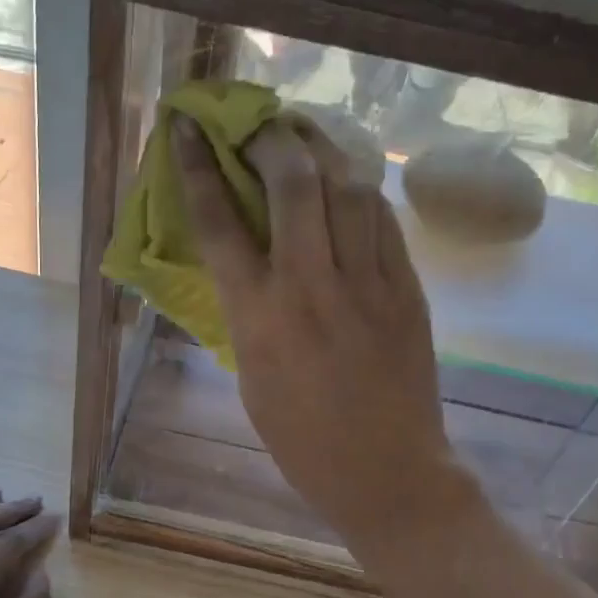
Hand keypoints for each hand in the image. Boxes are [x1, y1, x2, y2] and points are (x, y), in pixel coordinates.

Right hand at [173, 115, 468, 552]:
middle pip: (292, 183)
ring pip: (348, 188)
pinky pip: (384, 220)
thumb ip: (246, 310)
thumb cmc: (302, 439)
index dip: (200, 166)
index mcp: (258, 318)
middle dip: (271, 138)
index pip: (219, 223)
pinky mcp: (407, 290)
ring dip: (323, 150)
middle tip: (260, 124)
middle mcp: (310, 288)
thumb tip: (245, 258)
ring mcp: (366, 285)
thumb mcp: (250, 376)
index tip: (190, 129)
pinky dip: (361, 191)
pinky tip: (350, 184)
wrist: (386, 473)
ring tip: (306, 137)